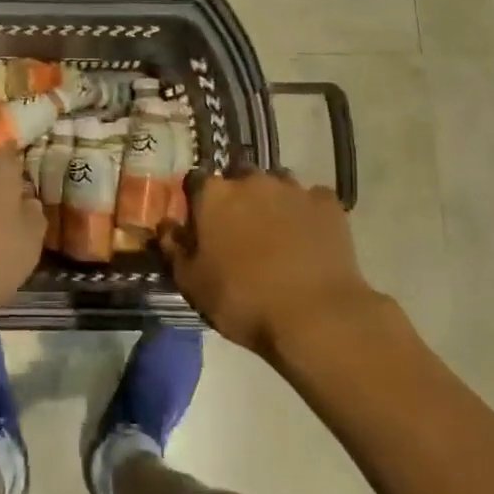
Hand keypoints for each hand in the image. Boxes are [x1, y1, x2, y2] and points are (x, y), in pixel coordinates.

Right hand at [159, 168, 378, 359]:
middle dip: (237, 196)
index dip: (197, 201)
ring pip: (276, 183)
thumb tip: (165, 226)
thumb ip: (174, 249)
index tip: (200, 223)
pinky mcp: (328, 204)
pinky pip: (313, 199)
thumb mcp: (193, 284)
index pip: (195, 181)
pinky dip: (308, 212)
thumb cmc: (244, 301)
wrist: (316, 317)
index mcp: (214, 195)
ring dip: (272, 200)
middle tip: (240, 228)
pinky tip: (310, 236)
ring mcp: (292, 188)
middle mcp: (251, 180)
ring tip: (277, 231)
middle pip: (238, 177)